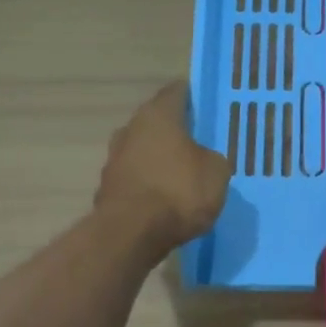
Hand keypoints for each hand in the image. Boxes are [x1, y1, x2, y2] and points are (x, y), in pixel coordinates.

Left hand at [95, 82, 230, 255]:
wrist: (131, 234)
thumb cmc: (179, 191)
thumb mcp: (217, 172)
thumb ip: (213, 158)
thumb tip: (205, 160)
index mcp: (158, 115)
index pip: (177, 92)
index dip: (193, 97)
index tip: (207, 107)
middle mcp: (131, 129)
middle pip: (157, 122)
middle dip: (176, 131)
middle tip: (200, 143)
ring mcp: (114, 159)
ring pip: (144, 150)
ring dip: (160, 159)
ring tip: (183, 175)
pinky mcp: (108, 188)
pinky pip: (136, 178)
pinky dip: (149, 184)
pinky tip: (165, 200)